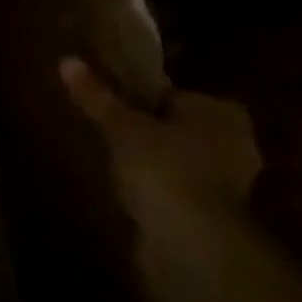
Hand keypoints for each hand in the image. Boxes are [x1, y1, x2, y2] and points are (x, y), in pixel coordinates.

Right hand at [60, 57, 259, 213]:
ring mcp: (229, 180)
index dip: (139, 101)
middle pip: (177, 127)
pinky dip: (159, 190)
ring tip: (114, 167)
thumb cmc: (163, 169)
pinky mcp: (216, 213)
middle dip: (147, 132)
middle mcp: (234, 141)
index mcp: (219, 111)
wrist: (192, 241)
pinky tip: (132, 195)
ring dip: (154, 163)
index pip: (172, 95)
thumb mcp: (121, 127)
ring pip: (179, 159)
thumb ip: (97, 97)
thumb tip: (67, 61)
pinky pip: (179, 189)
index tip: (110, 110)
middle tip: (107, 136)